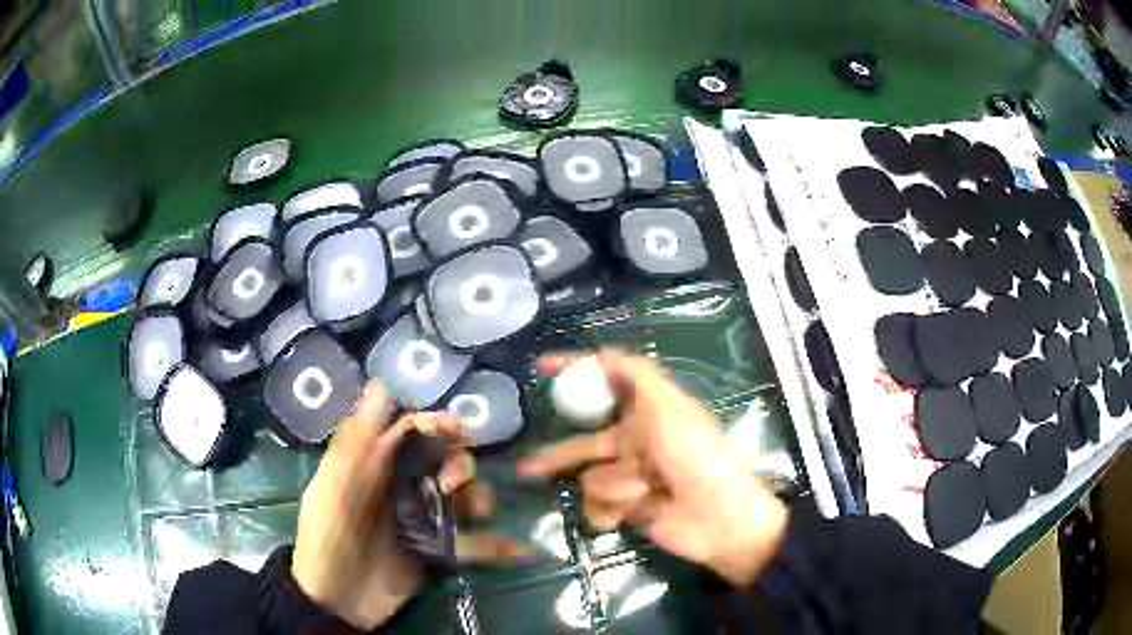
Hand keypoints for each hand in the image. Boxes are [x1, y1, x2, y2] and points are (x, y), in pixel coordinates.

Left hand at [291, 382, 531, 628]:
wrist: (338, 600)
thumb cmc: (329, 537)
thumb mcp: (334, 486)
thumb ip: (356, 440)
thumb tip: (380, 383)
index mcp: (376, 465)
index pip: (411, 431)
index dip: (435, 424)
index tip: (457, 428)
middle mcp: (403, 486)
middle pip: (443, 460)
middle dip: (457, 463)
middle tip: (449, 485)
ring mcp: (423, 519)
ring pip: (463, 497)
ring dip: (479, 498)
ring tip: (479, 514)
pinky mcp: (438, 550)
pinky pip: (473, 544)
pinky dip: (500, 547)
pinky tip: (526, 550)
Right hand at [518, 350, 788, 586]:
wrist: (718, 516)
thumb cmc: (695, 454)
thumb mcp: (670, 405)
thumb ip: (637, 374)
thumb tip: (604, 352)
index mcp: (647, 413)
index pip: (605, 384)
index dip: (575, 371)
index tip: (542, 367)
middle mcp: (635, 443)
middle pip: (584, 444)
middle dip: (558, 455)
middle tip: (528, 468)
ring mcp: (631, 477)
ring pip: (591, 478)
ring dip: (612, 487)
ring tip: (640, 493)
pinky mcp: (628, 508)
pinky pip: (598, 506)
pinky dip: (611, 510)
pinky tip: (628, 515)